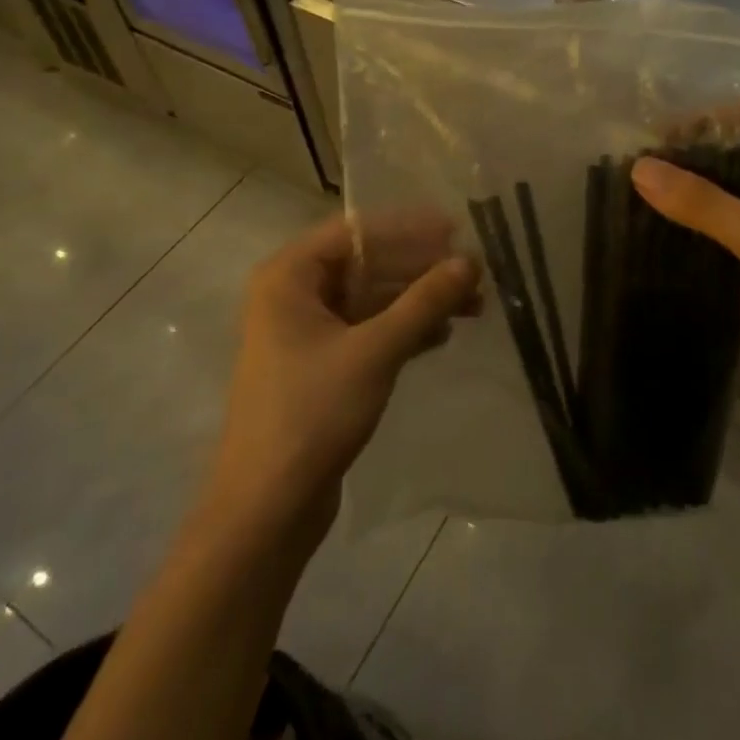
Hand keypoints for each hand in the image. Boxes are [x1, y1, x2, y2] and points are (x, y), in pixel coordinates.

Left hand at [215, 213, 480, 537]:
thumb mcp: (376, 350)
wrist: (266, 511)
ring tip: (473, 305)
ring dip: (419, 300)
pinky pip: (368, 330)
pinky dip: (403, 329)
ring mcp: (306, 333)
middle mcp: (294, 295)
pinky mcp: (321, 366)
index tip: (456, 230)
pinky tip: (442, 335)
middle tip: (473, 272)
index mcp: (289, 276)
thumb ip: (425, 301)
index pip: (357, 231)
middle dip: (421, 268)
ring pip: (372, 298)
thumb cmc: (312, 413)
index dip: (409, 228)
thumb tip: (470, 260)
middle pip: (367, 263)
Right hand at [630, 134, 739, 418]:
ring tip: (641, 193)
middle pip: (739, 159)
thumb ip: (701, 201)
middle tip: (641, 166)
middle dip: (693, 161)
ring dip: (694, 196)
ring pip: (732, 198)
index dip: (705, 123)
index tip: (656, 136)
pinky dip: (701, 229)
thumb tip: (639, 167)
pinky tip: (663, 231)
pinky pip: (731, 233)